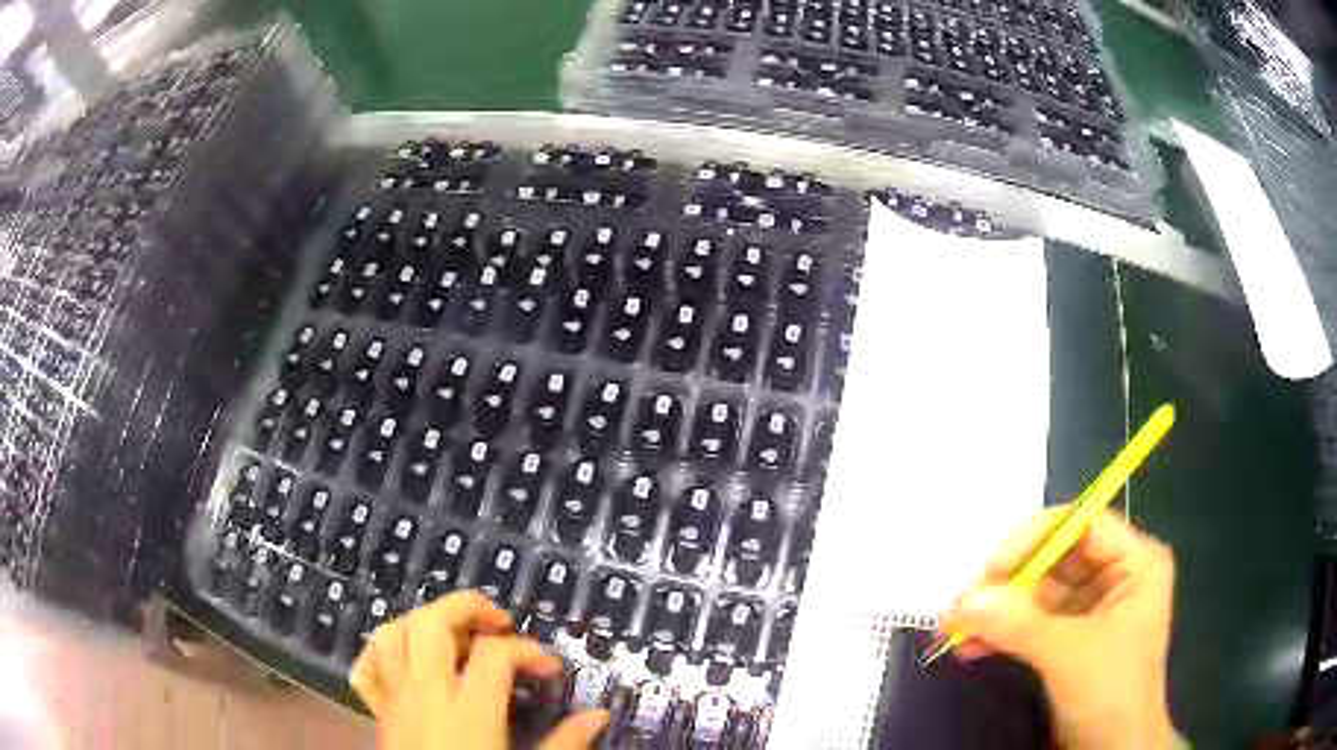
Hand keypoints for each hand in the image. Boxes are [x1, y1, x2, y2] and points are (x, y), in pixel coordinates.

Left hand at [350, 591, 607, 749]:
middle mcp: (426, 693)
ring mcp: (396, 699)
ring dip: (424, 622)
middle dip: (466, 608)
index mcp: (469, 711)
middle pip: (431, 624)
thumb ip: (565, 744)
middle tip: (498, 623)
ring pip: (394, 634)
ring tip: (455, 635)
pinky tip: (408, 658)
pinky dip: (385, 650)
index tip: (550, 669)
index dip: (529, 650)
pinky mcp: (380, 711)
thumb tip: (598, 716)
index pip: (496, 654)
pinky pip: (369, 665)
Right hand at [942, 509, 1178, 749]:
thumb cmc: (1110, 694)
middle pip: (1056, 558)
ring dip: (999, 611)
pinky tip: (972, 648)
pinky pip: (1033, 623)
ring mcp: (1093, 609)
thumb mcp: (1068, 656)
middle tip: (965, 602)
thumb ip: (1018, 624)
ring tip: (956, 629)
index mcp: (1135, 563)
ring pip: (1039, 593)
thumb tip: (962, 601)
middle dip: (1009, 582)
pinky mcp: (1072, 638)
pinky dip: (1003, 633)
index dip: (1037, 538)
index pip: (1083, 525)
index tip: (992, 567)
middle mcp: (1116, 576)